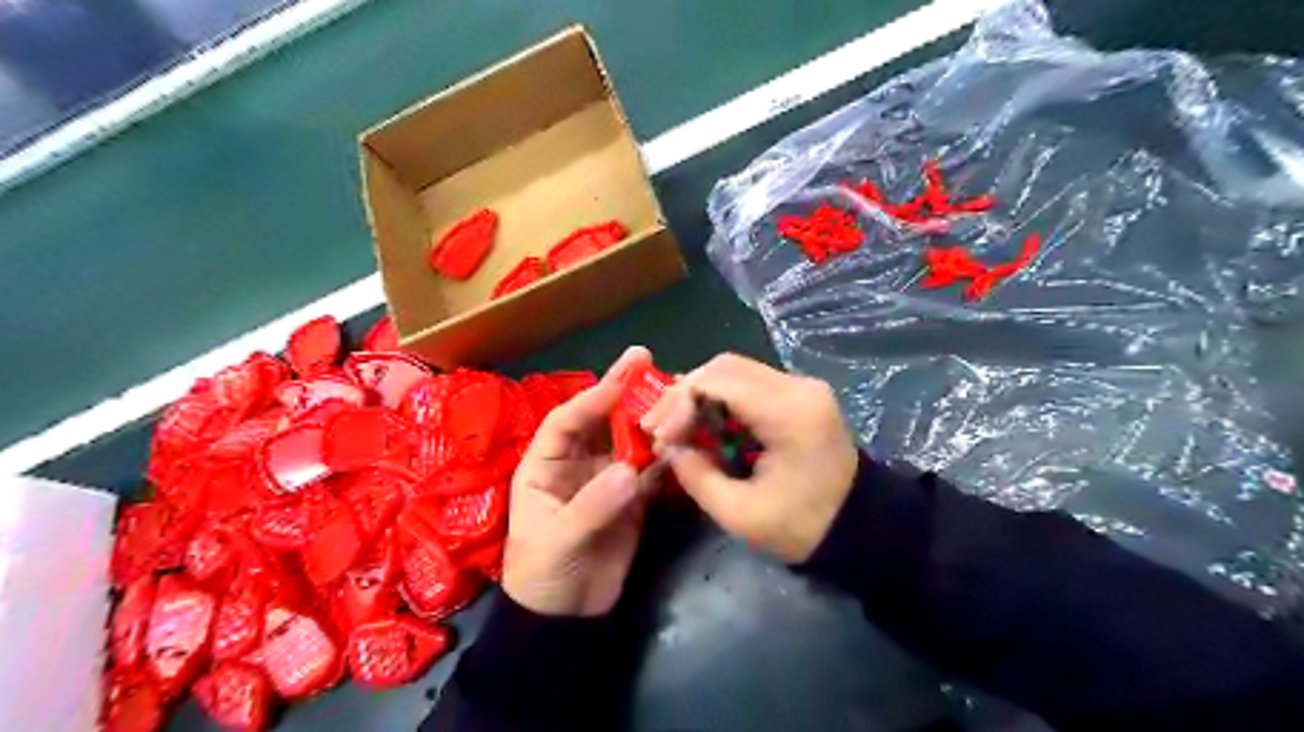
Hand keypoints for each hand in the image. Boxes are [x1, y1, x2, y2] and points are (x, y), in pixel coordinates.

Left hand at [504, 346, 657, 617]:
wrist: (567, 619)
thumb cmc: (543, 575)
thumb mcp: (558, 540)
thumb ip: (592, 505)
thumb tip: (630, 471)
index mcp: (544, 465)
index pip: (566, 421)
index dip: (591, 398)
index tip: (619, 380)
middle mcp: (576, 463)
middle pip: (601, 421)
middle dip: (622, 393)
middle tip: (647, 361)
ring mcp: (606, 479)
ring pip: (629, 441)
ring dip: (649, 421)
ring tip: (675, 394)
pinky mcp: (631, 498)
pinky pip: (649, 471)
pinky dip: (665, 457)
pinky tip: (684, 438)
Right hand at [641, 357, 857, 562]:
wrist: (862, 527)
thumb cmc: (804, 527)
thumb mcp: (741, 514)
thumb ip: (696, 476)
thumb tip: (668, 448)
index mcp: (788, 412)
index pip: (718, 381)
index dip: (678, 402)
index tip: (659, 436)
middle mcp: (797, 386)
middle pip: (724, 366)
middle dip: (684, 394)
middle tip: (660, 428)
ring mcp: (802, 386)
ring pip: (734, 370)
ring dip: (700, 394)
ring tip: (676, 427)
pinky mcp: (800, 395)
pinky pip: (750, 383)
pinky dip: (720, 398)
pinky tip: (704, 423)